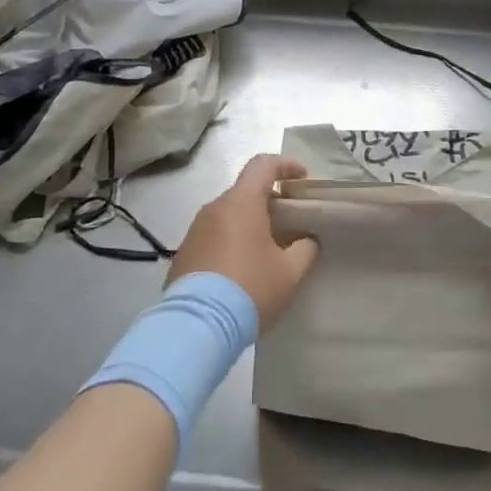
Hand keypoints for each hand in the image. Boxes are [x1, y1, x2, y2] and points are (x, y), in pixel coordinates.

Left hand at [169, 154, 318, 329]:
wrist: (198, 325)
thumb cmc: (250, 289)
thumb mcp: (290, 273)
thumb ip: (305, 249)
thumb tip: (307, 240)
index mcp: (241, 203)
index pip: (262, 165)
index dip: (285, 165)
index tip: (302, 179)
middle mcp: (214, 209)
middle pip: (245, 192)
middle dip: (269, 202)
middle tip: (290, 224)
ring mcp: (194, 231)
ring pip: (228, 216)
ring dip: (249, 224)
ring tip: (267, 251)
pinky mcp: (183, 254)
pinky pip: (213, 237)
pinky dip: (230, 243)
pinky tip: (242, 271)